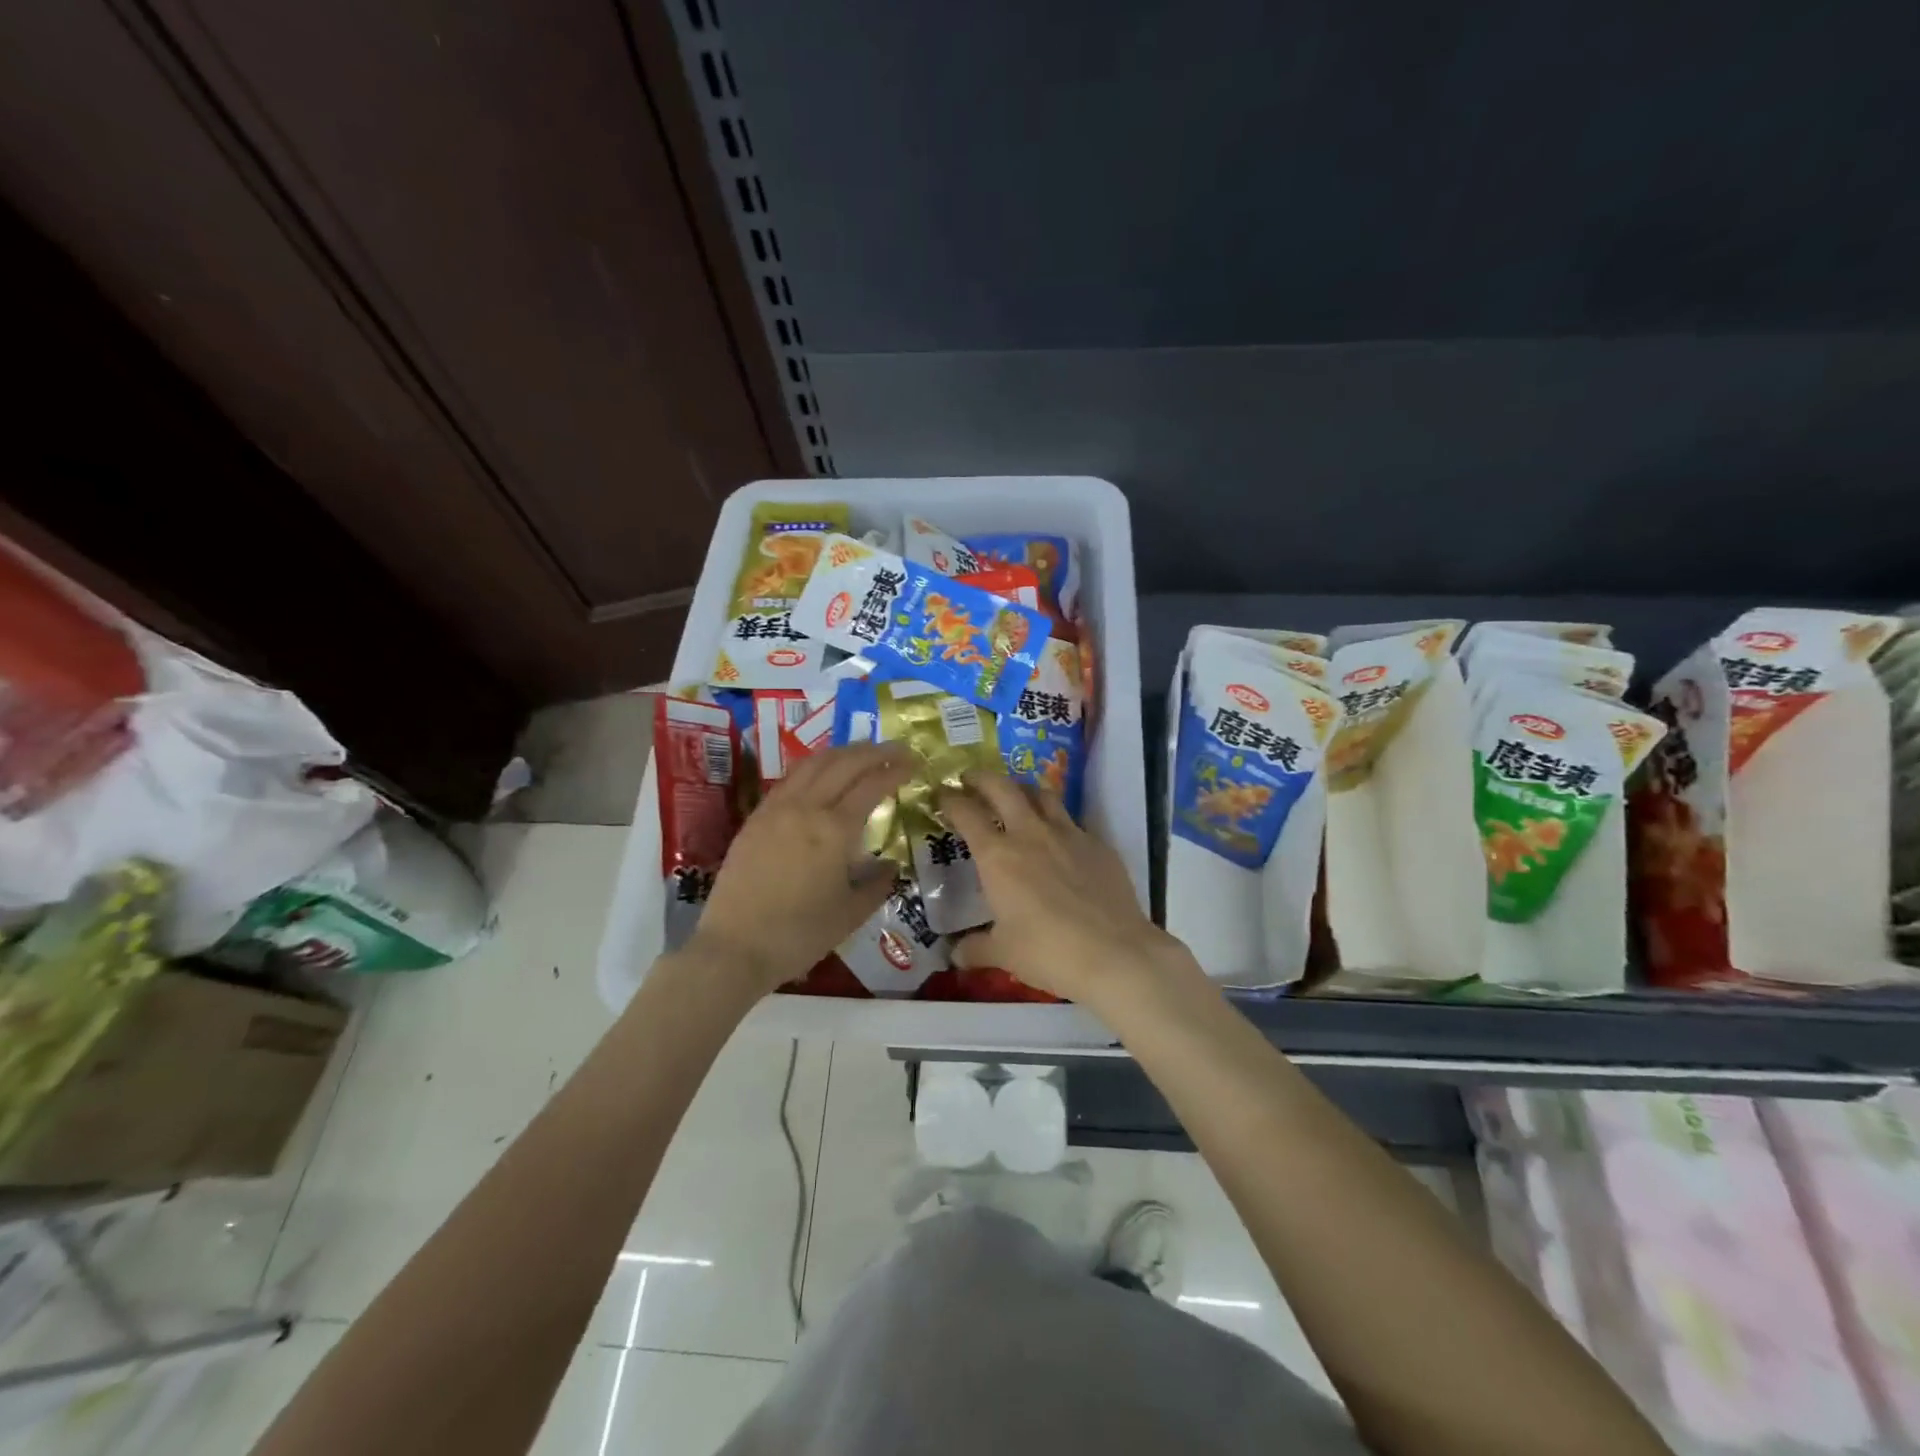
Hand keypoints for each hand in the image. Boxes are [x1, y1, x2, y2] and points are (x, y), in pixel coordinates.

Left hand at [691, 743, 912, 994]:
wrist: (734, 947)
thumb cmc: (799, 935)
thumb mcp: (851, 914)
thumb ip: (877, 884)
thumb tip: (889, 865)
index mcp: (835, 830)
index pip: (872, 785)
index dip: (895, 770)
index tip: (914, 763)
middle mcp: (806, 808)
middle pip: (844, 763)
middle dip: (874, 752)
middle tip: (896, 749)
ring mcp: (777, 809)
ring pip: (813, 763)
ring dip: (842, 752)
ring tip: (863, 751)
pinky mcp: (756, 817)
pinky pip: (790, 778)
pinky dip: (814, 766)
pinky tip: (822, 772)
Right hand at [939, 773, 1198, 1008]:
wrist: (1115, 953)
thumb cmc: (1048, 952)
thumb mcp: (1003, 954)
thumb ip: (976, 948)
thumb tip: (955, 954)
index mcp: (998, 855)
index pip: (966, 813)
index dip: (950, 799)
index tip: (942, 794)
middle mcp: (1030, 833)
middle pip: (1002, 787)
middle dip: (981, 778)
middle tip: (970, 779)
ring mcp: (1068, 834)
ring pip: (1042, 794)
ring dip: (1022, 789)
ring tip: (1015, 796)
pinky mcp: (1098, 844)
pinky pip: (1072, 821)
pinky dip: (1057, 821)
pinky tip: (1058, 839)